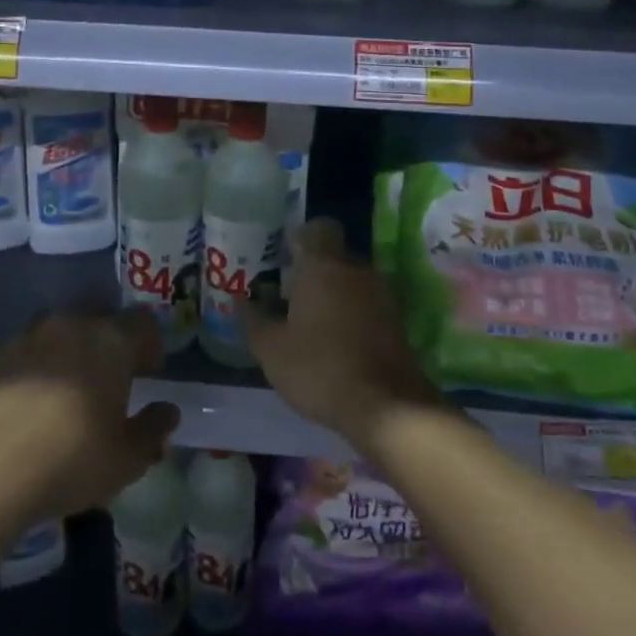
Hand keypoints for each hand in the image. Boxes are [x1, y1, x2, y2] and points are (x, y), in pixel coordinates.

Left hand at [0, 308, 180, 550]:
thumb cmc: (70, 461)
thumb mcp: (126, 458)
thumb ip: (153, 429)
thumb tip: (168, 411)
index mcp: (110, 341)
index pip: (142, 321)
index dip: (150, 343)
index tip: (149, 371)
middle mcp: (70, 325)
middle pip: (98, 317)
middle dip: (108, 341)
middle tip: (109, 377)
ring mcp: (26, 336)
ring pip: (57, 330)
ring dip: (68, 349)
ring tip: (65, 387)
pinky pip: (22, 351)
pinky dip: (31, 366)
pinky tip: (26, 401)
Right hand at [236, 217, 442, 455]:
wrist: (387, 408)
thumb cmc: (319, 368)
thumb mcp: (271, 349)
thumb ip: (252, 319)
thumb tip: (239, 299)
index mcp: (323, 265)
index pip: (317, 227)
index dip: (300, 238)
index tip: (283, 259)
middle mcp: (356, 269)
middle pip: (333, 255)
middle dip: (312, 271)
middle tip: (288, 297)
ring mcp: (382, 294)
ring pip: (351, 280)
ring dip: (333, 294)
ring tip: (310, 324)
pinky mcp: (397, 321)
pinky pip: (367, 303)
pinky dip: (352, 314)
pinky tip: (335, 343)